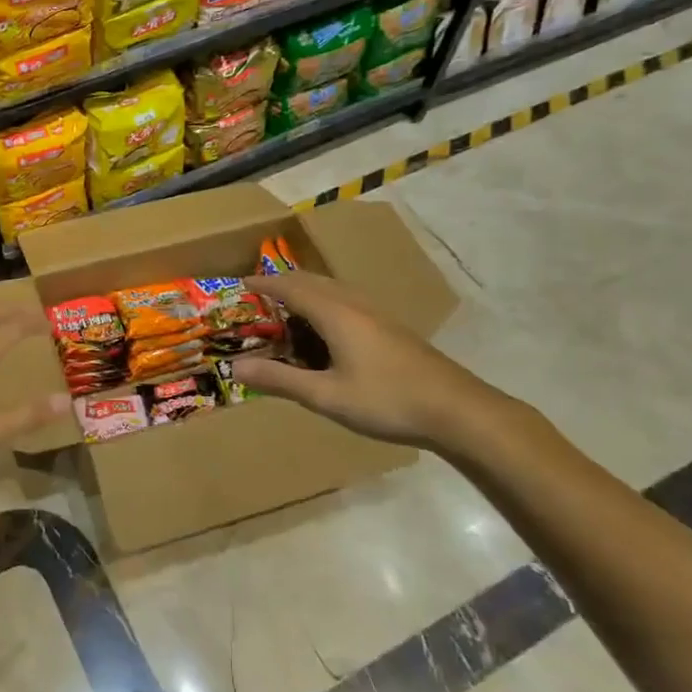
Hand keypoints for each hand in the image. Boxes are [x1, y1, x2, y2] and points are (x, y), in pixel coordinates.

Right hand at [233, 272, 519, 455]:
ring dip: (307, 291)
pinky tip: (328, 329)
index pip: (291, 287)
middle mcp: (355, 304)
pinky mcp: (391, 328)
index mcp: (336, 314)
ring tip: (288, 308)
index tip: (240, 283)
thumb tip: (234, 366)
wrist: (457, 410)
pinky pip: (348, 301)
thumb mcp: (326, 396)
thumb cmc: (386, 401)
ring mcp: (377, 314)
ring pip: (334, 289)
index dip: (264, 284)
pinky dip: (325, 303)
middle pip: (313, 281)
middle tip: (260, 295)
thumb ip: (280, 380)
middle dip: (283, 283)